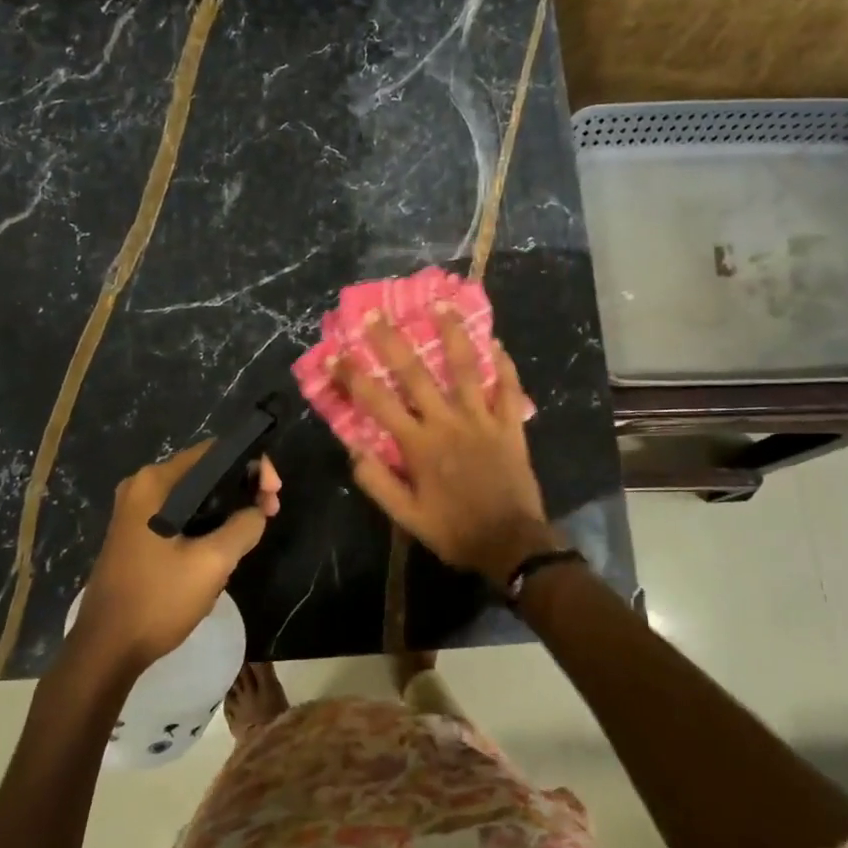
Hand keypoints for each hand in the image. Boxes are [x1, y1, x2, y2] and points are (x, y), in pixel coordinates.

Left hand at [73, 443, 280, 671]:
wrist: (105, 650)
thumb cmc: (157, 600)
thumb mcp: (213, 562)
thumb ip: (244, 526)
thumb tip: (257, 511)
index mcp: (155, 482)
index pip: (215, 452)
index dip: (252, 466)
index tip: (273, 495)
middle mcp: (141, 487)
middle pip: (206, 473)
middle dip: (241, 489)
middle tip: (269, 514)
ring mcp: (134, 512)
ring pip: (195, 497)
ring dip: (226, 511)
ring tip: (249, 536)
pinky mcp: (135, 535)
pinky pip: (180, 516)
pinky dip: (205, 525)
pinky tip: (221, 550)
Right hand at [336, 306, 560, 588]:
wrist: (511, 544)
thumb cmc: (454, 530)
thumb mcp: (407, 517)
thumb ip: (377, 482)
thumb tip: (353, 449)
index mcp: (418, 444)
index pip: (377, 402)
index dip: (353, 377)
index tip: (335, 355)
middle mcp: (447, 421)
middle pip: (415, 373)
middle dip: (392, 341)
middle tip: (376, 314)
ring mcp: (482, 419)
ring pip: (466, 368)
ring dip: (452, 334)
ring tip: (441, 304)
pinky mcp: (510, 425)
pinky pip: (508, 388)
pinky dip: (503, 364)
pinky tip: (495, 342)